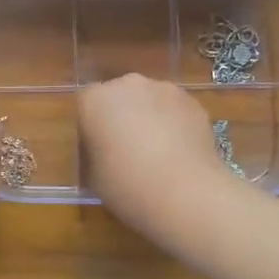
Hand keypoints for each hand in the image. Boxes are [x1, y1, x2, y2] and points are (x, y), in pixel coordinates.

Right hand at [77, 74, 246, 245]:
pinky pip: (174, 109)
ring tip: (158, 153)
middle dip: (121, 116)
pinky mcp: (192, 102)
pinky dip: (174, 123)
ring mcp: (163, 89)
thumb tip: (105, 151)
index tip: (98, 150)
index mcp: (95, 100)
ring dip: (149, 117)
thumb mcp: (94, 176)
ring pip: (149, 100)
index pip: (85, 105)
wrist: (186, 194)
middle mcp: (127, 85)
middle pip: (119, 96)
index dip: (91, 127)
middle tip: (126, 150)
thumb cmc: (128, 186)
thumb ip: (95, 152)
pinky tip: (179, 152)